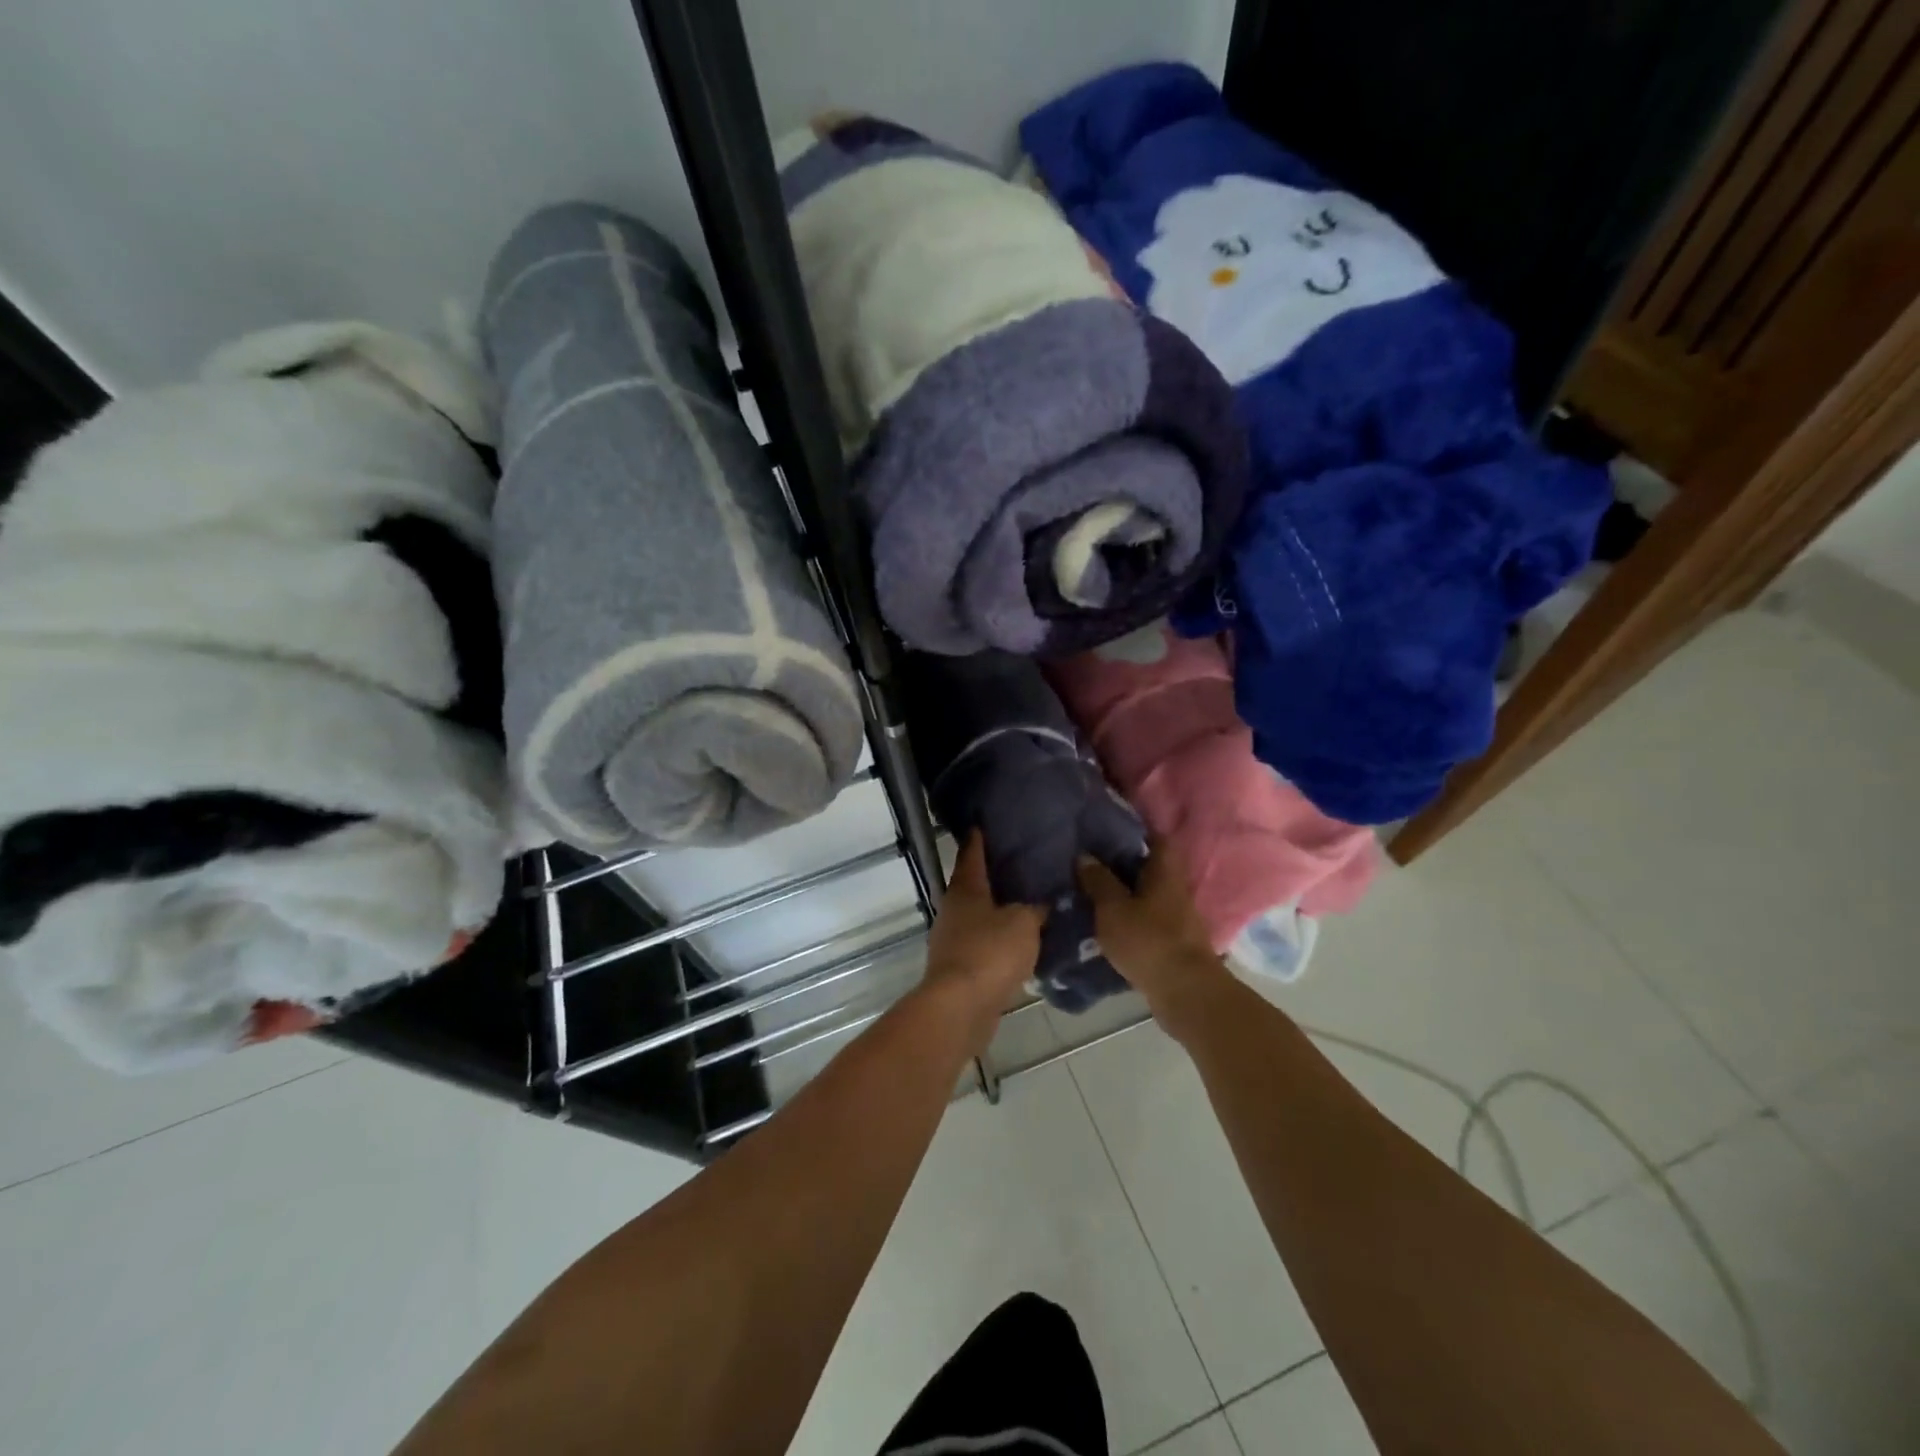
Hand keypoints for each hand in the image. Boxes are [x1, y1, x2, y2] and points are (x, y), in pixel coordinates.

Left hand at [922, 833, 1045, 1043]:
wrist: (961, 1008)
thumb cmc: (990, 953)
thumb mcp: (1023, 923)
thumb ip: (1036, 909)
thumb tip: (1044, 903)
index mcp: (965, 889)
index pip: (971, 853)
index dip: (979, 838)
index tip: (985, 822)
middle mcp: (954, 909)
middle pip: (974, 885)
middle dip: (994, 876)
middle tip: (1022, 865)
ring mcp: (953, 940)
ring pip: (980, 917)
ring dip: (998, 912)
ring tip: (1029, 904)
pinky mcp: (960, 969)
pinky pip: (984, 946)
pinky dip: (999, 942)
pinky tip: (1021, 944)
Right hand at [1079, 838, 1233, 1042]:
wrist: (1186, 993)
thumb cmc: (1149, 941)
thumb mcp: (1113, 909)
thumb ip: (1099, 881)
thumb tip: (1085, 856)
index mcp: (1164, 871)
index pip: (1155, 838)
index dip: (1134, 829)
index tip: (1107, 827)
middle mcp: (1175, 888)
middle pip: (1150, 866)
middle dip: (1123, 862)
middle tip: (1091, 859)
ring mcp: (1177, 916)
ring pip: (1147, 894)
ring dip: (1125, 892)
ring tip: (1093, 890)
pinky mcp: (1173, 941)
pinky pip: (1148, 919)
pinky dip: (1130, 917)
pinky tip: (1108, 922)